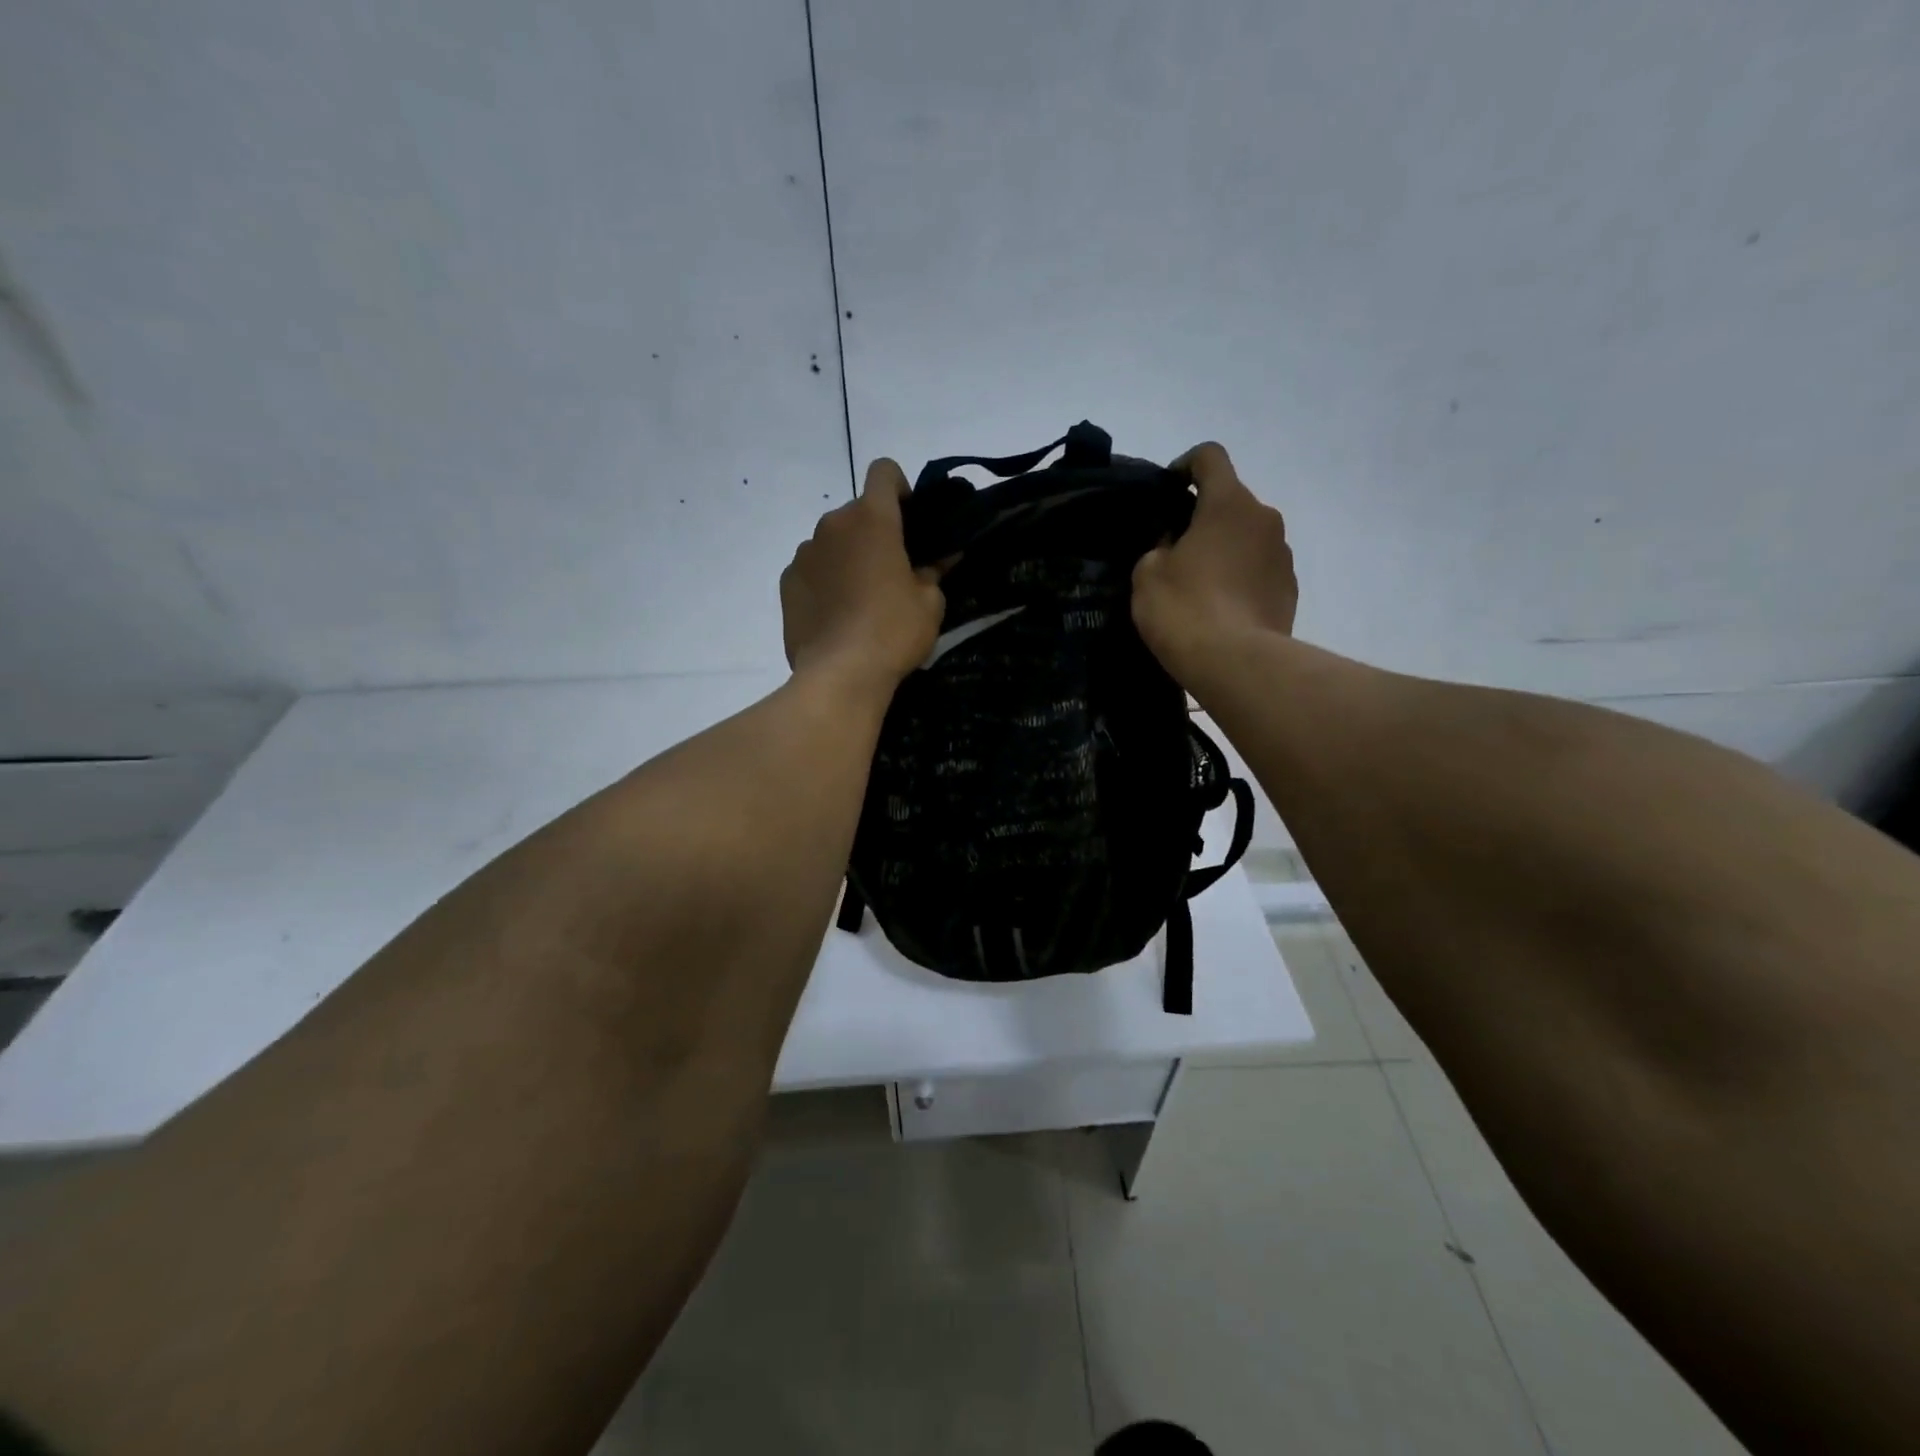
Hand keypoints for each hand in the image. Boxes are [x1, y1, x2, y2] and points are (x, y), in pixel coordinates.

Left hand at [781, 458, 945, 693]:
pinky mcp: (787, 582)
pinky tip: (837, 614)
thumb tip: (942, 556)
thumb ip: (934, 570)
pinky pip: (812, 569)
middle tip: (892, 570)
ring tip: (861, 598)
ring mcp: (804, 553)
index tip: (910, 520)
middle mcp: (832, 525)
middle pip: (857, 512)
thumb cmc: (893, 631)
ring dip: (848, 556)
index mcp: (872, 519)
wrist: (840, 674)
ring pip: (832, 541)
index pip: (884, 471)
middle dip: (875, 532)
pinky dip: (825, 580)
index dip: (900, 488)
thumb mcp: (930, 602)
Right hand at [1132, 442, 1296, 673]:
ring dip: (1225, 549)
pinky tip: (1220, 609)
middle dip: (1203, 518)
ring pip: (1247, 538)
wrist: (1236, 663)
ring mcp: (1283, 555)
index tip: (1167, 491)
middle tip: (1175, 550)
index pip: (1209, 457)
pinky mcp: (1290, 590)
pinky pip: (1259, 571)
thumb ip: (1158, 547)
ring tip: (1198, 585)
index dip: (1184, 465)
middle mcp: (1264, 518)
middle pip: (1231, 501)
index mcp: (1228, 503)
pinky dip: (1240, 579)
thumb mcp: (1147, 574)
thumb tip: (1175, 546)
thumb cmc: (1184, 609)